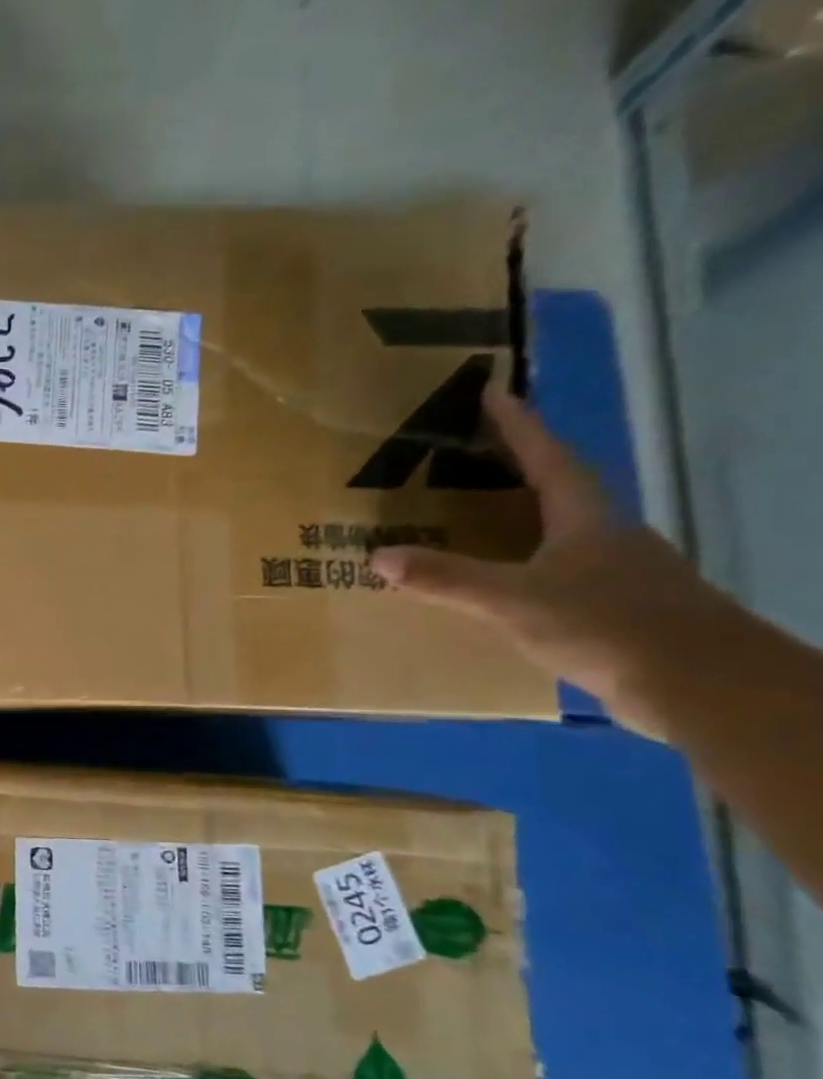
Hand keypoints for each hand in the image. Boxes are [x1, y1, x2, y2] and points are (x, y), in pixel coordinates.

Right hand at [368, 380, 734, 736]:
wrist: (699, 685)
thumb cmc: (607, 624)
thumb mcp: (513, 599)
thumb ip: (447, 578)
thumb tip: (378, 557)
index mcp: (585, 519)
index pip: (548, 459)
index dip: (519, 427)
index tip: (495, 393)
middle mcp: (606, 537)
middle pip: (558, 491)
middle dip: (517, 470)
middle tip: (473, 457)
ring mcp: (619, 574)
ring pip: (561, 534)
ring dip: (522, 522)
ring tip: (475, 521)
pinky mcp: (619, 610)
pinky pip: (562, 574)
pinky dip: (528, 568)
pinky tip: (504, 586)